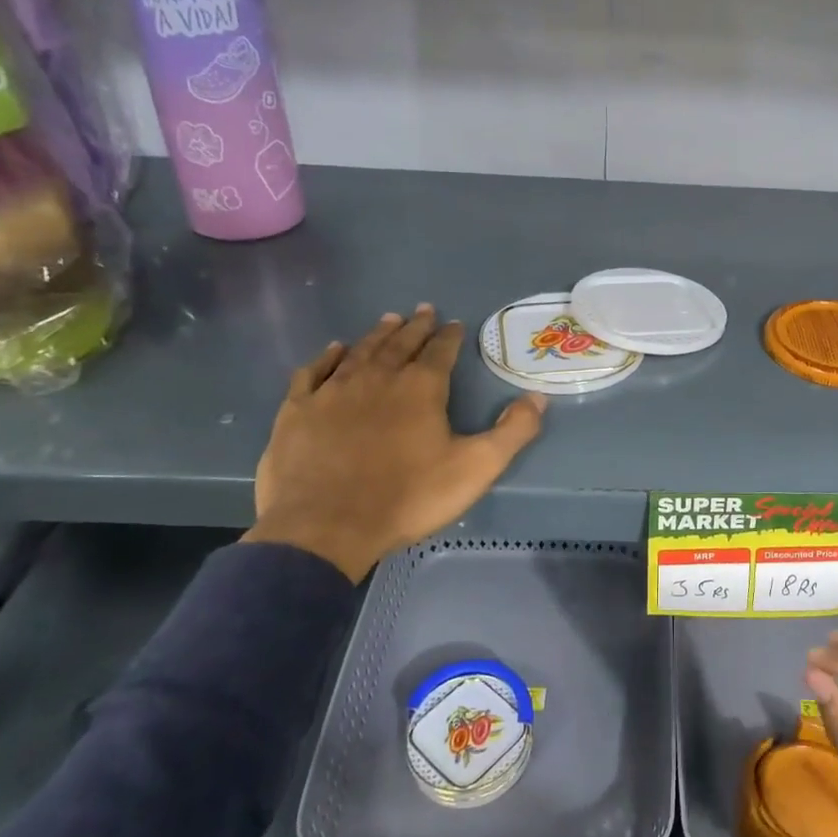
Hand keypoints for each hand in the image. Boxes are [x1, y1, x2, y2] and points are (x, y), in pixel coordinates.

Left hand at [244, 305, 545, 581]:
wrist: (325, 526)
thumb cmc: (408, 498)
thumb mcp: (476, 468)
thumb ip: (512, 431)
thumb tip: (538, 398)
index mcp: (420, 388)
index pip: (440, 351)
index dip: (449, 336)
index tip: (454, 323)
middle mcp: (377, 377)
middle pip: (399, 343)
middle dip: (415, 326)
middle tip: (423, 310)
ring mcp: (333, 391)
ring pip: (360, 351)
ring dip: (377, 334)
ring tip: (389, 320)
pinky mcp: (298, 410)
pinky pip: (315, 371)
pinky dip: (327, 357)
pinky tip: (334, 350)